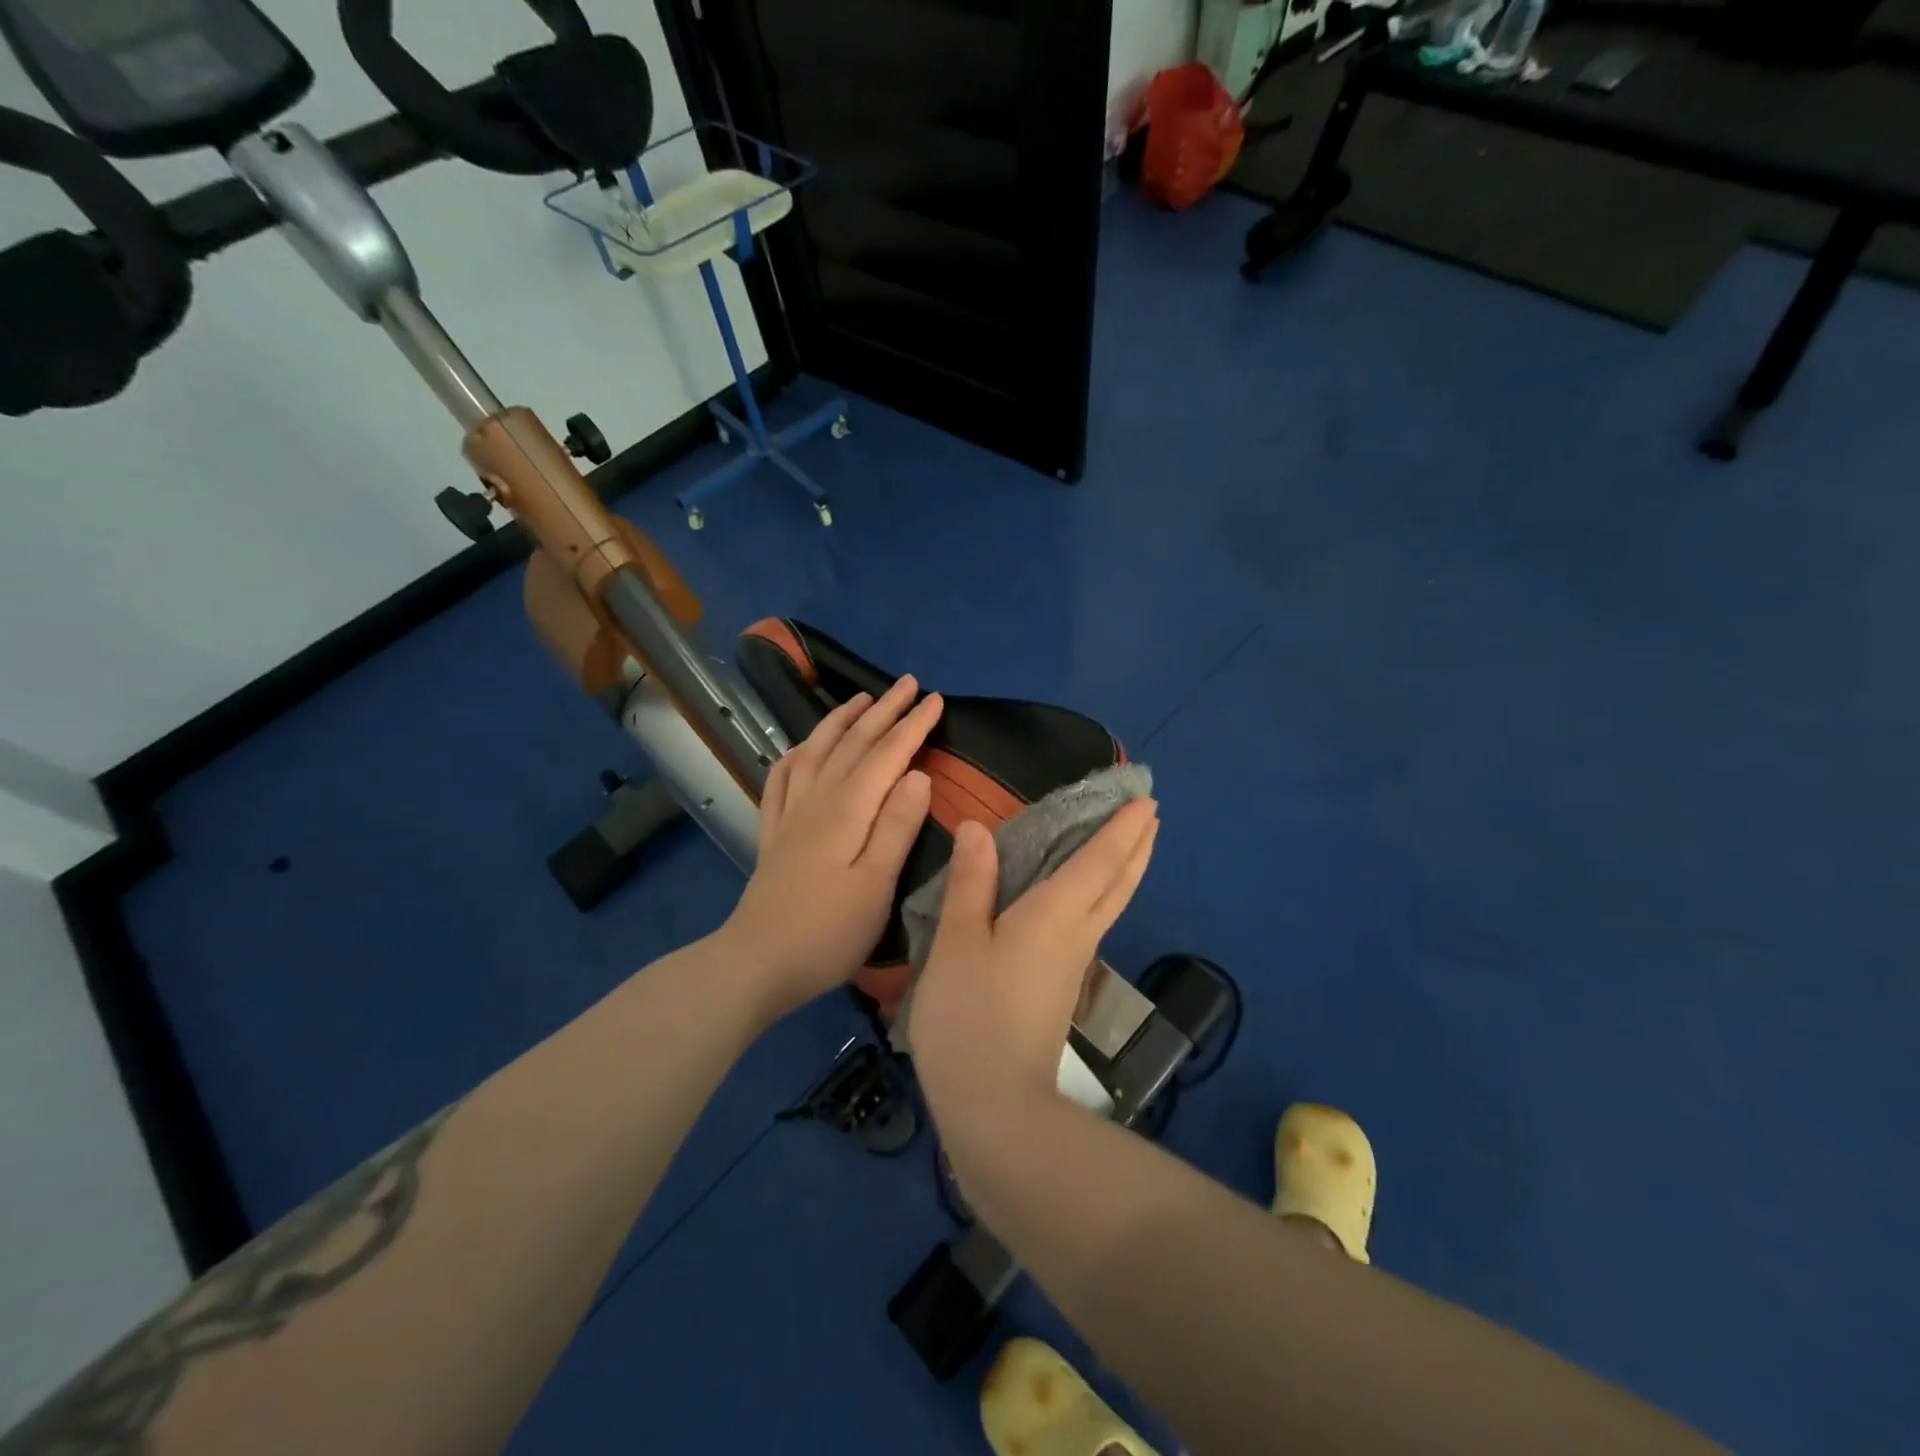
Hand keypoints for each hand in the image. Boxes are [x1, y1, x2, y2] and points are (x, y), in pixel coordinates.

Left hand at [720, 676, 942, 1019]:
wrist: (757, 963)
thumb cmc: (828, 932)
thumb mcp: (876, 885)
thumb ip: (897, 827)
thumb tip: (918, 774)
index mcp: (848, 810)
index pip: (887, 755)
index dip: (912, 725)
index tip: (934, 699)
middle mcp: (817, 800)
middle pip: (853, 744)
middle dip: (883, 711)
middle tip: (907, 684)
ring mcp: (790, 814)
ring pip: (817, 751)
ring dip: (840, 721)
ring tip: (859, 699)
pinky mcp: (773, 833)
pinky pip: (781, 779)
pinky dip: (795, 755)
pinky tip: (800, 749)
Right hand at [907, 799, 1158, 1110]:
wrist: (994, 1106)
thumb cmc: (970, 1015)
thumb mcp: (958, 943)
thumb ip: (970, 883)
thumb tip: (978, 829)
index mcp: (1055, 914)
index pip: (1098, 861)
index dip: (1121, 829)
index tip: (1145, 800)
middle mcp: (1076, 934)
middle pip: (1118, 883)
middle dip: (1136, 847)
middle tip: (1151, 816)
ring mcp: (1073, 965)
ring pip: (1111, 905)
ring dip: (1126, 871)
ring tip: (1133, 847)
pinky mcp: (1062, 989)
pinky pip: (1094, 924)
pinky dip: (1104, 896)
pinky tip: (1087, 900)